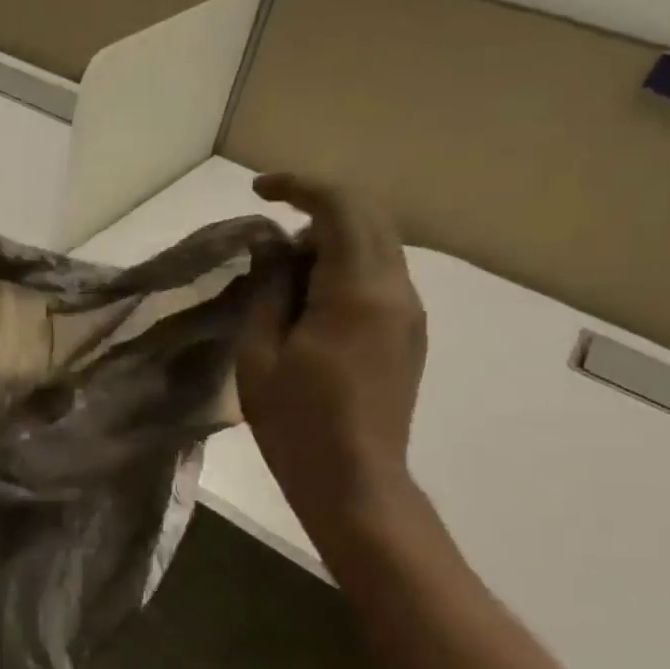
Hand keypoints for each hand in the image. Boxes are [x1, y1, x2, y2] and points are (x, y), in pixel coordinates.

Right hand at [237, 173, 426, 539]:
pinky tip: (310, 305)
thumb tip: (271, 248)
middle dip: (317, 211)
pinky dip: (345, 269)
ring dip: (331, 242)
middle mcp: (396, 290)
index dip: (299, 187)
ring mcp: (410, 313)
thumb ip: (268, 291)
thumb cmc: (296, 423)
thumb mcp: (260, 356)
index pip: (340, 208)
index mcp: (358, 292)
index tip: (259, 191)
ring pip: (377, 246)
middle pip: (368, 218)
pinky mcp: (409, 334)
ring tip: (284, 279)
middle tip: (269, 241)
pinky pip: (381, 277)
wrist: (354, 481)